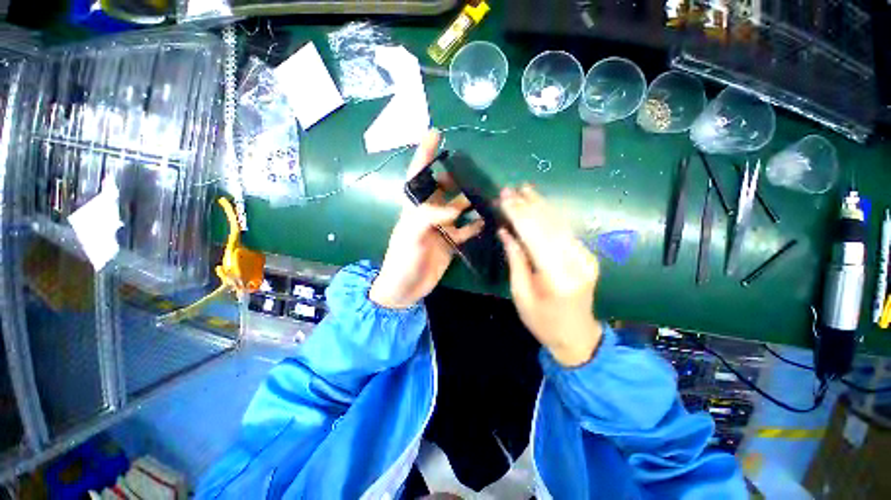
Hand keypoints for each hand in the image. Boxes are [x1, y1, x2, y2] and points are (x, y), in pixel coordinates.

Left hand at [369, 129, 483, 308]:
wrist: (405, 288)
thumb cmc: (402, 260)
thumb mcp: (411, 236)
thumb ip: (430, 218)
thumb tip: (454, 210)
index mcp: (414, 208)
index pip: (418, 175)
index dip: (424, 154)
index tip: (435, 133)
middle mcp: (428, 214)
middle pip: (442, 189)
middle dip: (454, 177)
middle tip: (472, 168)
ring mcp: (440, 228)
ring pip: (457, 208)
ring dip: (469, 201)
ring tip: (487, 193)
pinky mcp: (449, 242)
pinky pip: (465, 230)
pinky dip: (475, 225)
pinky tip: (487, 220)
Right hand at [498, 185, 602, 366]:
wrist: (577, 336)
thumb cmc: (542, 321)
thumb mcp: (520, 294)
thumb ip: (516, 260)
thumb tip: (506, 232)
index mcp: (556, 277)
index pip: (535, 236)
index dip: (518, 215)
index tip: (504, 198)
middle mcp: (575, 262)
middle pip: (548, 226)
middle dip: (527, 205)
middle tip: (510, 189)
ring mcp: (585, 257)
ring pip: (559, 224)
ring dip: (540, 205)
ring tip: (524, 189)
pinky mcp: (586, 255)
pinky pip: (565, 231)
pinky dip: (550, 216)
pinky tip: (539, 204)